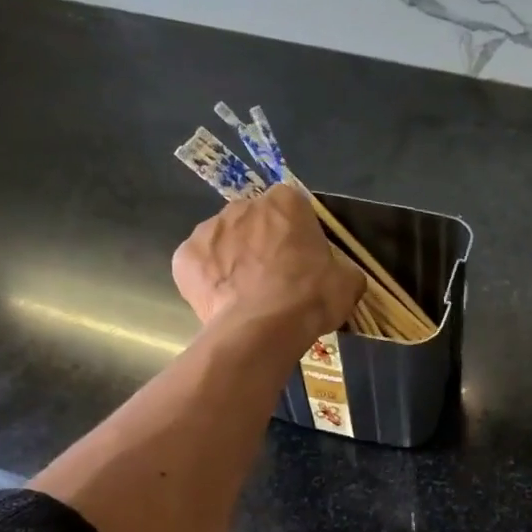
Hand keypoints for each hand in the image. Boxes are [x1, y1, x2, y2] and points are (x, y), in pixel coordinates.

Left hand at [172, 185, 366, 344]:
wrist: (262, 329)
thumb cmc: (309, 297)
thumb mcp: (347, 283)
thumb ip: (341, 269)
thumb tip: (338, 277)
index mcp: (285, 202)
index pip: (292, 208)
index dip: (296, 235)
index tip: (301, 262)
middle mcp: (241, 205)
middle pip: (253, 222)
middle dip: (261, 245)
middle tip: (274, 282)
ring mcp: (207, 229)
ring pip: (223, 243)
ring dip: (233, 262)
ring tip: (247, 298)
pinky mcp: (183, 258)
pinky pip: (199, 267)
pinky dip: (209, 282)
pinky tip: (223, 305)